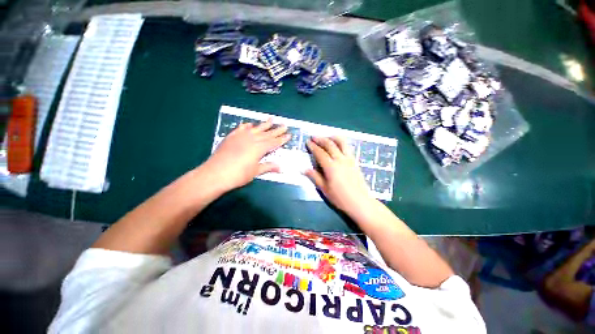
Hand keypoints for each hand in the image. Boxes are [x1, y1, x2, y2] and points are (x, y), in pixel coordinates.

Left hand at [202, 119, 289, 191]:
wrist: (215, 173)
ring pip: (256, 129)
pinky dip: (247, 126)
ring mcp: (241, 136)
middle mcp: (252, 139)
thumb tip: (281, 167)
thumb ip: (268, 166)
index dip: (282, 139)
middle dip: (276, 130)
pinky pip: (241, 129)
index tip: (289, 135)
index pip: (273, 142)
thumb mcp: (255, 172)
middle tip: (284, 125)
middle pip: (267, 134)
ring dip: (264, 124)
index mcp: (259, 148)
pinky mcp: (231, 137)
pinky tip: (250, 124)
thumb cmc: (238, 175)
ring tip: (271, 119)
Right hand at [304, 136, 374, 213]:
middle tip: (313, 137)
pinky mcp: (355, 161)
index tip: (308, 142)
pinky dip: (341, 143)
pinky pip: (347, 147)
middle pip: (330, 144)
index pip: (320, 153)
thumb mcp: (324, 189)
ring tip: (326, 137)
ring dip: (332, 137)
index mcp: (331, 167)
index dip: (313, 146)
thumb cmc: (340, 198)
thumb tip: (304, 169)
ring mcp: (349, 159)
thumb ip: (315, 177)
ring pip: (341, 142)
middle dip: (320, 139)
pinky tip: (337, 145)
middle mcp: (340, 160)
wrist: (360, 202)